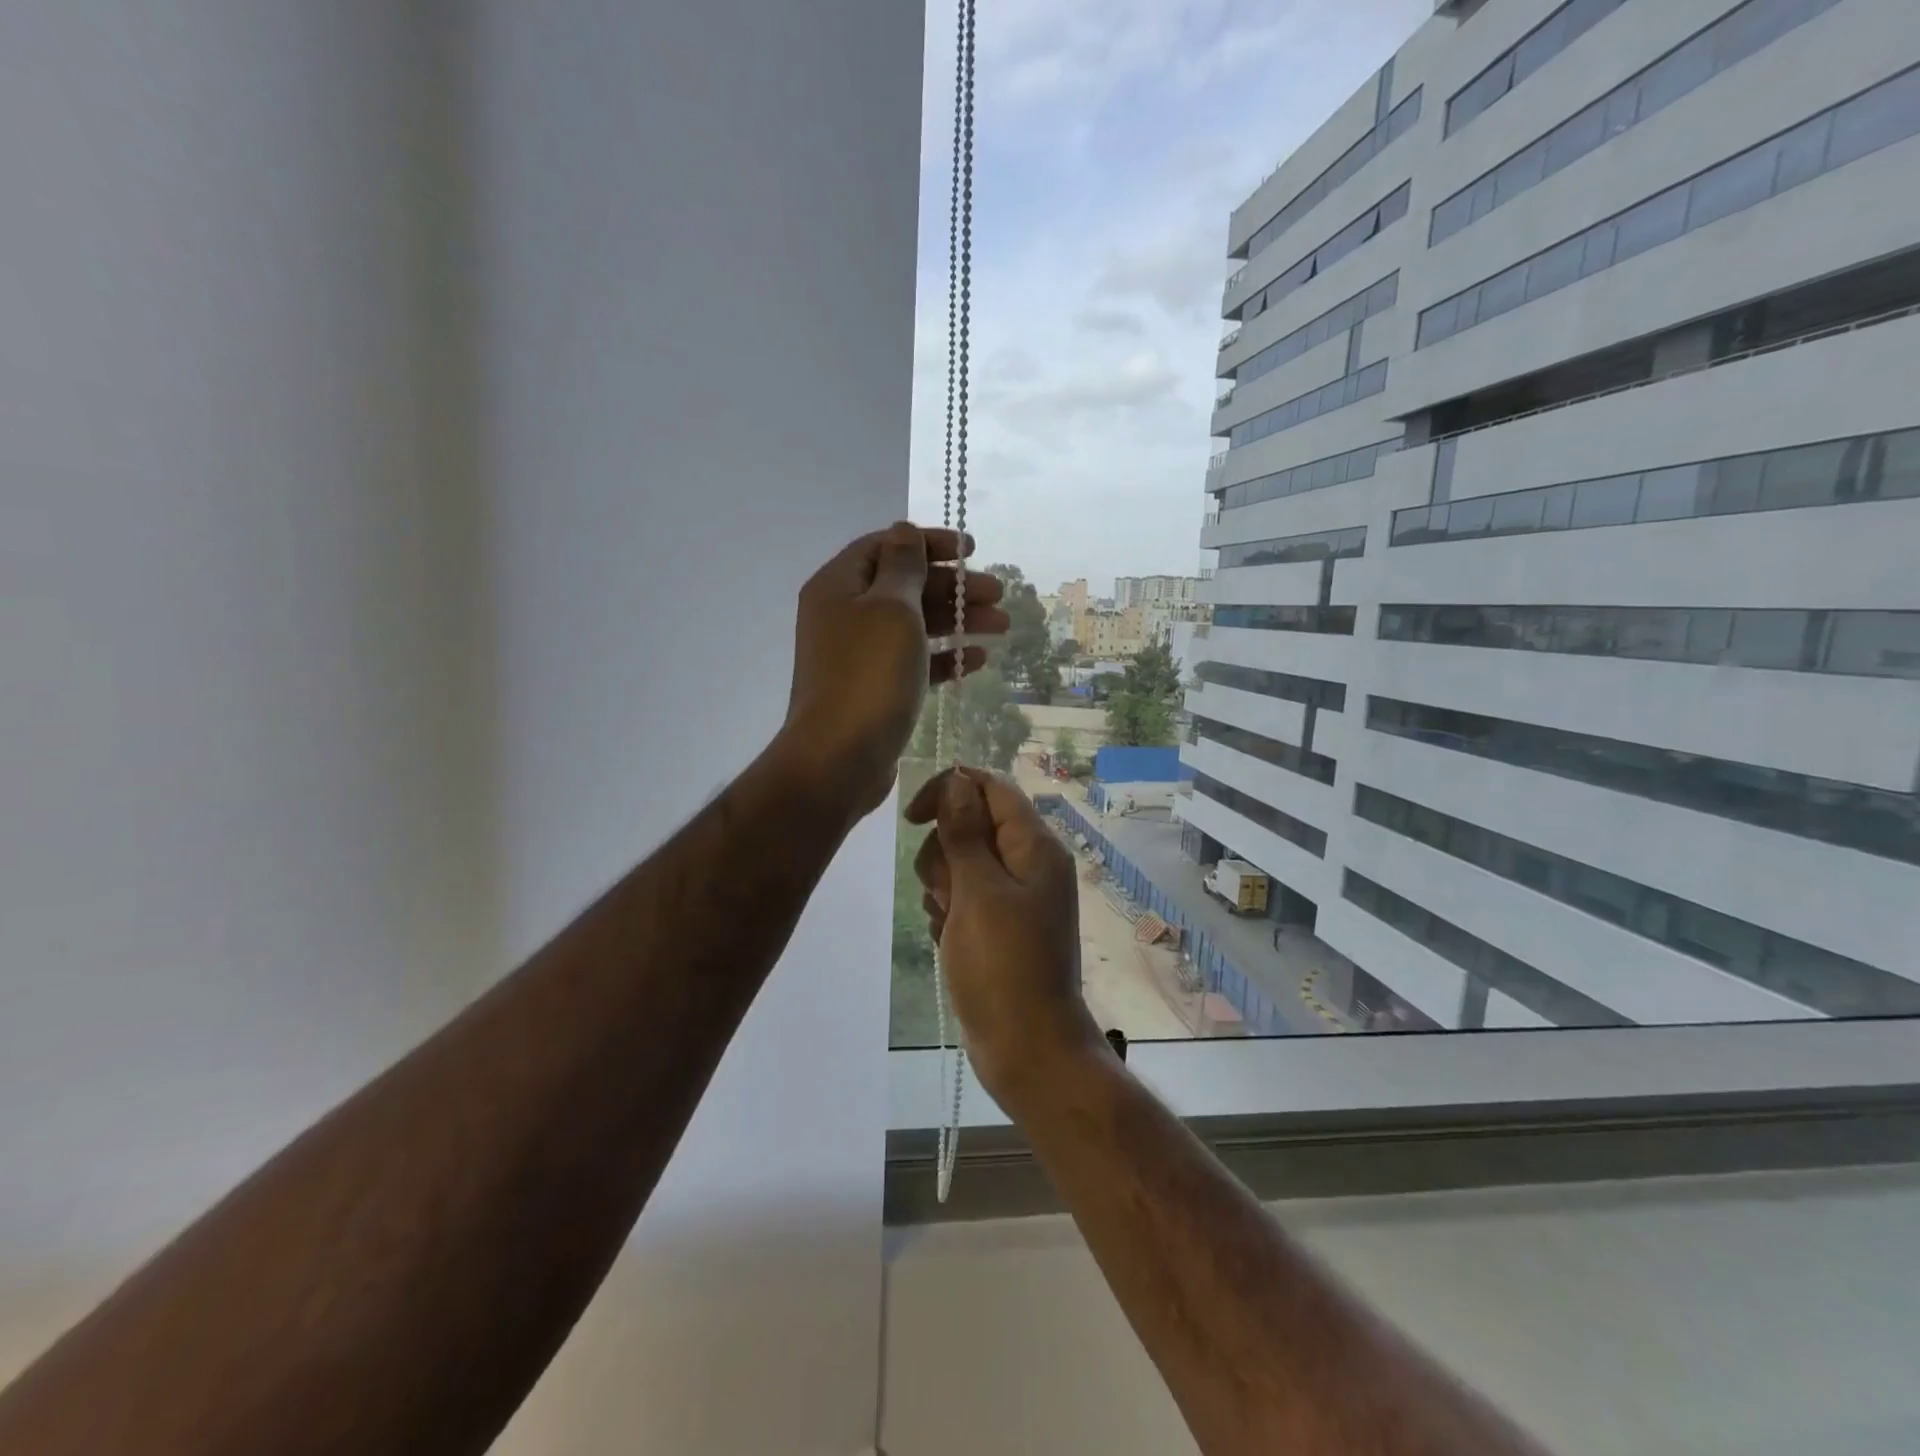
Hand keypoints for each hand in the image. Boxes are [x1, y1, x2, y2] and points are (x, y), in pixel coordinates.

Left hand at [776, 523, 1007, 818]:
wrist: (839, 759)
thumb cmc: (868, 675)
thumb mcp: (892, 609)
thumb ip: (904, 566)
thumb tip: (903, 530)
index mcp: (839, 586)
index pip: (887, 547)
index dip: (930, 543)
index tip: (972, 550)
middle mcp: (845, 615)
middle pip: (906, 586)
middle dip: (954, 587)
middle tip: (997, 594)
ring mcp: (859, 655)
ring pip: (915, 625)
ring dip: (958, 621)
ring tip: (1002, 626)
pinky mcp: (875, 689)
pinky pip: (914, 662)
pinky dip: (945, 657)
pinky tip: (978, 660)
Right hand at [906, 768, 1105, 1104]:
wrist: (1027, 1048)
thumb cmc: (1003, 966)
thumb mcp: (979, 892)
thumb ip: (965, 832)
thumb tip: (958, 779)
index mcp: (1034, 845)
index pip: (989, 786)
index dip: (949, 790)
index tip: (913, 819)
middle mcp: (1028, 863)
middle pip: (970, 824)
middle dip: (944, 852)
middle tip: (948, 893)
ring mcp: (1015, 896)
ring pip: (961, 862)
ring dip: (942, 886)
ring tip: (949, 921)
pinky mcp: (1000, 925)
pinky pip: (963, 897)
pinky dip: (949, 911)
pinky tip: (949, 939)